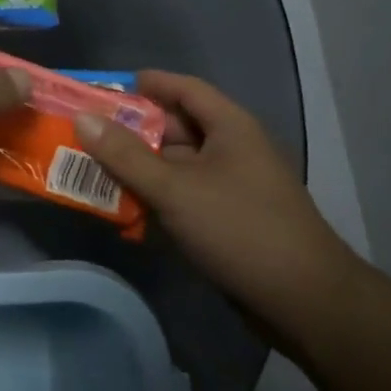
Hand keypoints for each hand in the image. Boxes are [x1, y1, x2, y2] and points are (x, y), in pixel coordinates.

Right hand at [74, 72, 363, 347]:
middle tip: (87, 135)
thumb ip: (125, 155)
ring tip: (94, 172)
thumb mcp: (174, 189)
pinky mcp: (230, 220)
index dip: (146, 85)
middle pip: (175, 127)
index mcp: (229, 127)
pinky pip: (184, 196)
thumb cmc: (240, 230)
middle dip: (131, 131)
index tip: (104, 91)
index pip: (184, 88)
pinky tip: (125, 212)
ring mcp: (233, 187)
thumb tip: (82, 118)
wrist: (308, 305)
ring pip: (176, 165)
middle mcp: (233, 150)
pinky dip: (156, 198)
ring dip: (139, 168)